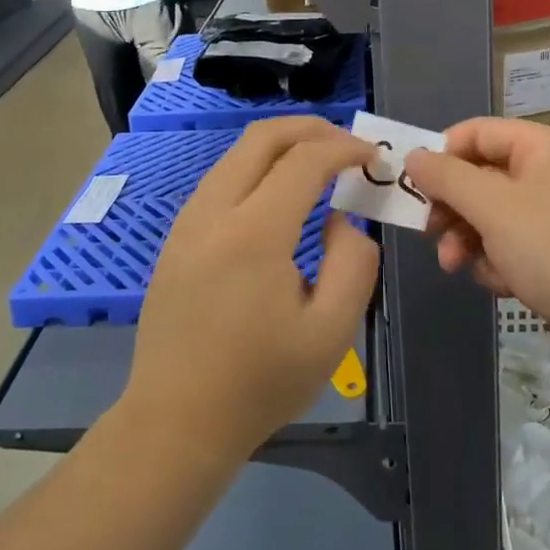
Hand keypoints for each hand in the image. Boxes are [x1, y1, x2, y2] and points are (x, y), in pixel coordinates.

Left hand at [121, 117, 379, 462]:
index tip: (373, 159)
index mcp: (254, 232)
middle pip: (264, 136)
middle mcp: (214, 210)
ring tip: (321, 165)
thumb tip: (341, 218)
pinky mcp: (177, 234)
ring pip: (239, 152)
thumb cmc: (260, 382)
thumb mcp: (332, 333)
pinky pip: (222, 177)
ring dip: (283, 145)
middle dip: (312, 129)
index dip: (345, 148)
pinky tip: (280, 194)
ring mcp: (189, 219)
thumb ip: (353, 262)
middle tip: (348, 146)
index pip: (305, 159)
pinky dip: (258, 166)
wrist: (176, 420)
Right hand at [406, 118, 549, 382]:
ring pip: (492, 215)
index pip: (476, 133)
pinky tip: (501, 284)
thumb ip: (447, 178)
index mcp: (541, 147)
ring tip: (456, 265)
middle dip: (452, 206)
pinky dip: (499, 261)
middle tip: (430, 233)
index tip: (415, 188)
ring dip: (468, 238)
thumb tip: (414, 155)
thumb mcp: (493, 209)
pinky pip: (513, 245)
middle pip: (481, 175)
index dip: (442, 155)